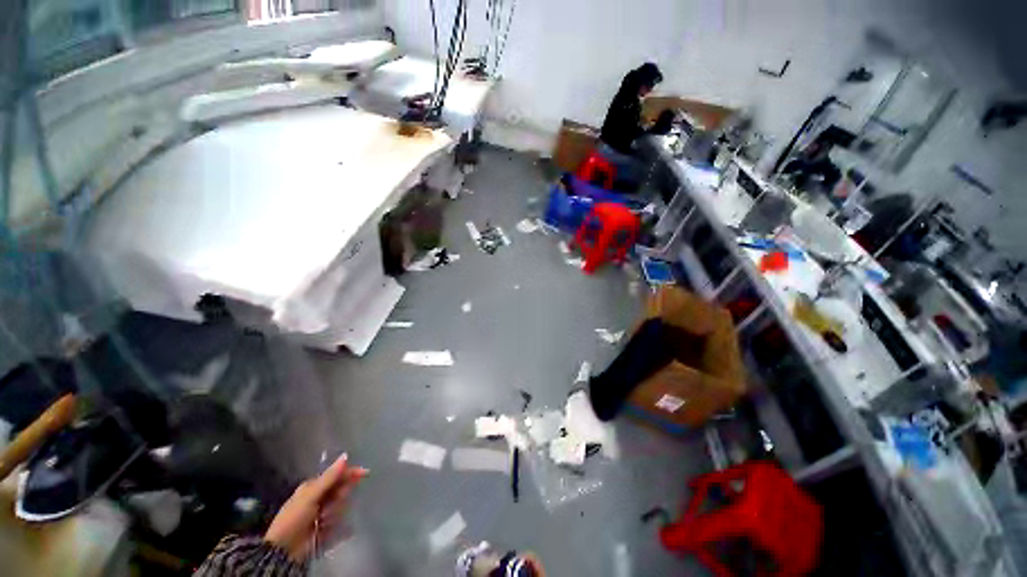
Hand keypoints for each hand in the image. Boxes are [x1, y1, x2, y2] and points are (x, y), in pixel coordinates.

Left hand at [264, 455, 368, 561]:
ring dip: (334, 514)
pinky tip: (326, 530)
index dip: (351, 473)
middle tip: (328, 508)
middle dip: (339, 498)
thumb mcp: (311, 495)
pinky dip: (335, 526)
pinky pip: (338, 523)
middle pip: (341, 491)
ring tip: (322, 522)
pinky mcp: (325, 527)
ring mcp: (323, 513)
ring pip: (340, 507)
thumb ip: (330, 477)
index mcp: (314, 486)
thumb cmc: (294, 518)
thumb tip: (346, 455)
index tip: (365, 473)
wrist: (284, 550)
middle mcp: (319, 497)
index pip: (337, 475)